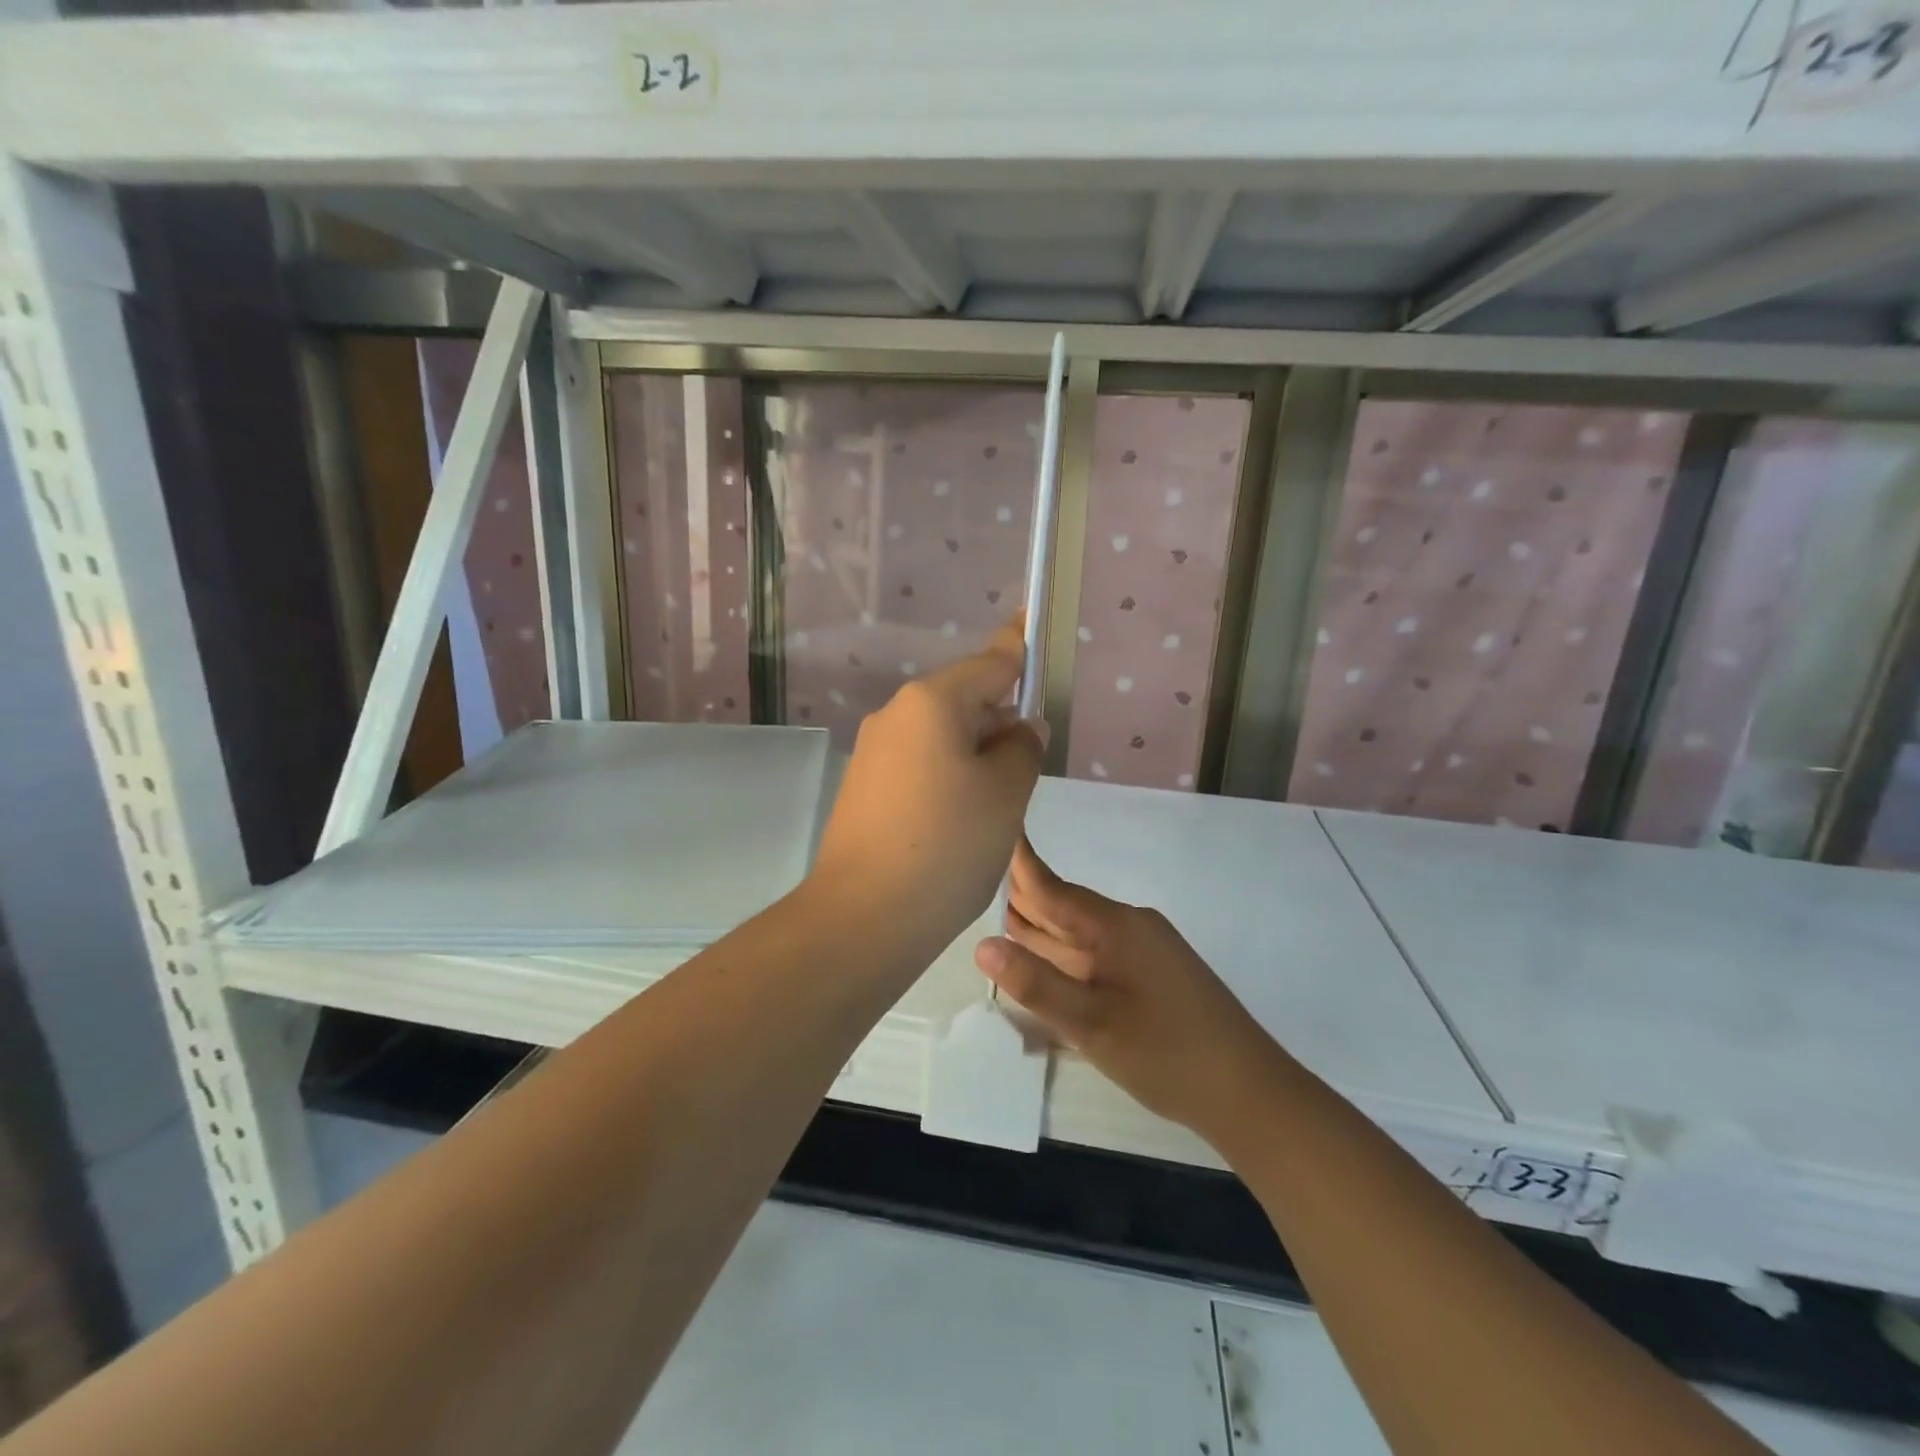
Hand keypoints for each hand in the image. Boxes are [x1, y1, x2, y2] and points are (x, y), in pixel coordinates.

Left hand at [809, 620, 1044, 951]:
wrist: (863, 918)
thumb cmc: (948, 845)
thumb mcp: (1006, 794)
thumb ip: (1023, 748)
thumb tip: (1020, 727)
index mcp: (932, 703)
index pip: (990, 662)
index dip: (1019, 647)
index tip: (1034, 625)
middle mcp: (896, 716)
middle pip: (964, 700)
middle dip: (1001, 721)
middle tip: (1032, 764)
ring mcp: (874, 754)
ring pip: (942, 737)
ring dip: (976, 755)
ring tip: (1000, 805)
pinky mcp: (864, 789)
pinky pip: (919, 766)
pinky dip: (949, 778)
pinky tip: (962, 822)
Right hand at [974, 838, 1285, 1138]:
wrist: (1249, 1092)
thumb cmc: (1168, 1054)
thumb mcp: (1093, 1024)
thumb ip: (1037, 984)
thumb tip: (981, 945)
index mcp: (1115, 926)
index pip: (1052, 887)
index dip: (1018, 864)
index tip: (989, 831)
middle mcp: (1129, 926)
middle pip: (1063, 907)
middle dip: (1020, 897)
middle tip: (972, 879)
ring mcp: (1143, 950)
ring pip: (1078, 932)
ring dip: (1039, 927)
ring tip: (992, 913)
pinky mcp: (1150, 974)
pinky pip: (1094, 952)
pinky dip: (1061, 952)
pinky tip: (1040, 959)